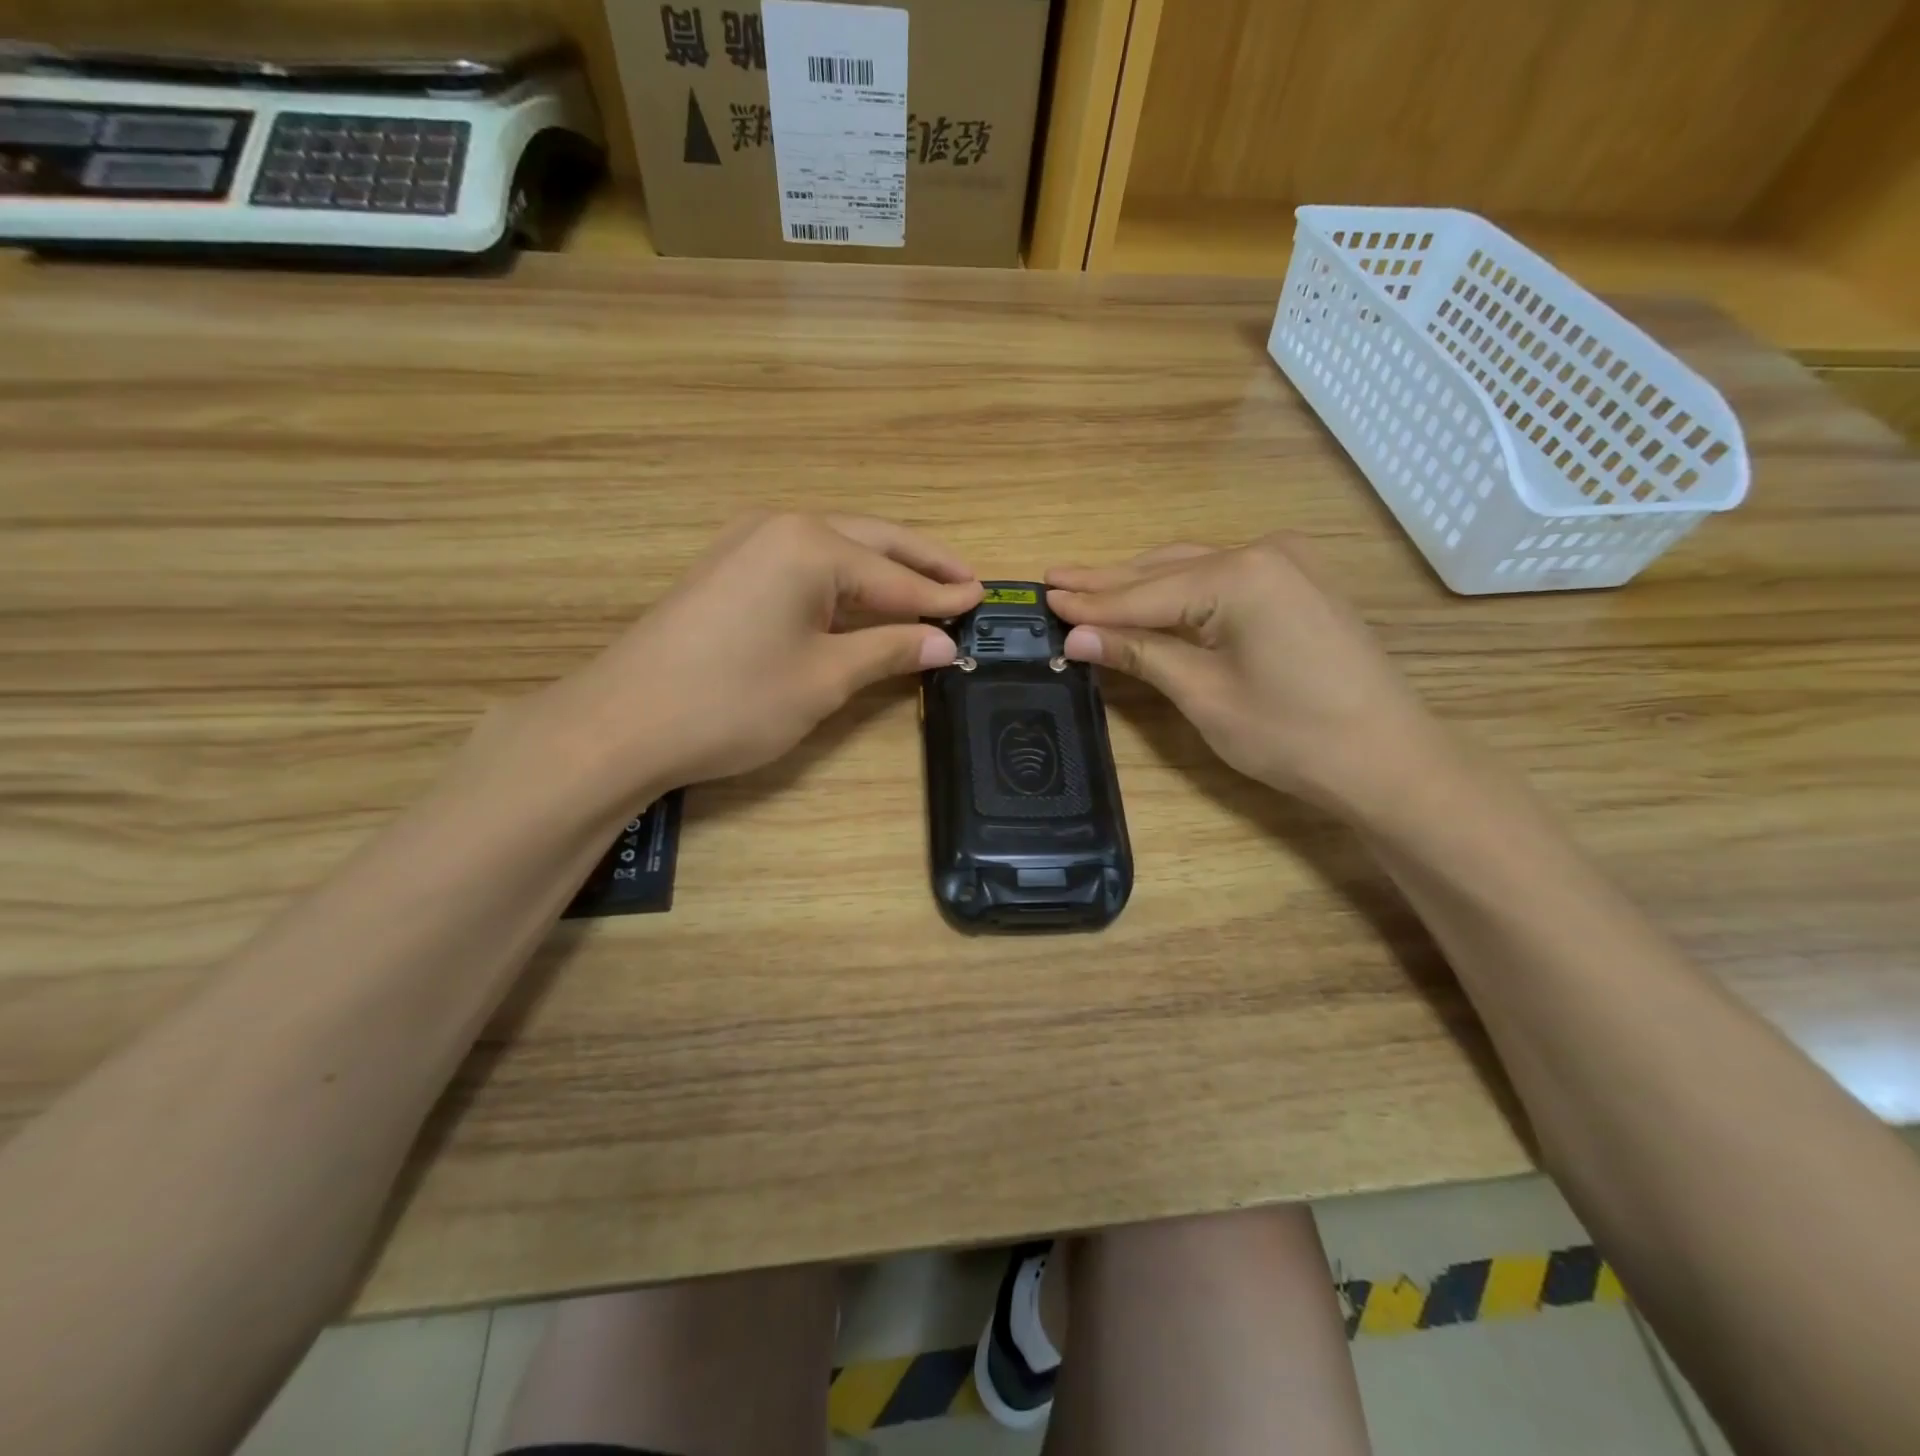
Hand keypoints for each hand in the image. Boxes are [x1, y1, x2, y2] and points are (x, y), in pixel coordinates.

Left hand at [536, 512, 979, 797]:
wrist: (622, 723)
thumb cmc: (733, 701)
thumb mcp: (824, 679)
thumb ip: (888, 651)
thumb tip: (943, 643)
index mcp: (811, 546)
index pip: (896, 575)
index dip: (941, 595)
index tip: (984, 599)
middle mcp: (781, 528)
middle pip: (871, 542)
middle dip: (921, 563)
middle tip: (966, 580)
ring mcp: (748, 545)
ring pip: (836, 551)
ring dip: (883, 570)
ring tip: (926, 590)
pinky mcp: (728, 571)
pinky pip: (804, 566)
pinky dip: (844, 582)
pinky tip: (863, 601)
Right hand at [1046, 536, 1447, 818]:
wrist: (1389, 759)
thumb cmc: (1292, 735)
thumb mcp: (1204, 694)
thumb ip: (1140, 654)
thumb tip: (1075, 636)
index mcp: (1239, 576)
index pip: (1145, 592)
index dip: (1091, 603)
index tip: (1043, 598)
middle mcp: (1262, 552)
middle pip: (1166, 570)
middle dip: (1109, 582)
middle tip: (1055, 579)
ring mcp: (1287, 564)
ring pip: (1193, 571)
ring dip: (1141, 584)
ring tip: (1088, 587)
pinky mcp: (1297, 585)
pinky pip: (1222, 580)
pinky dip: (1179, 591)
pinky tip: (1149, 596)